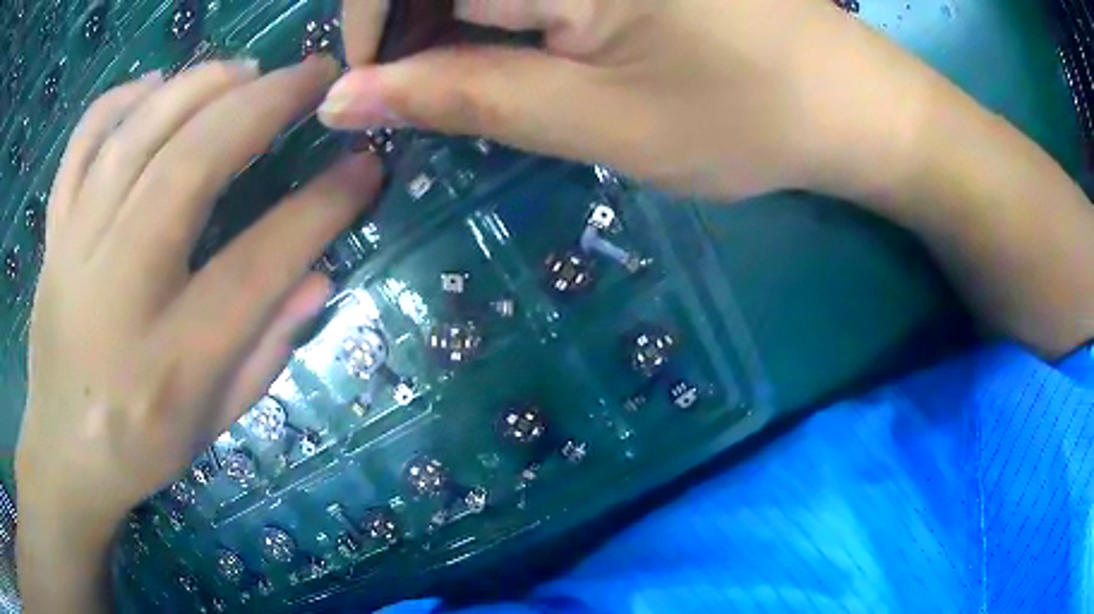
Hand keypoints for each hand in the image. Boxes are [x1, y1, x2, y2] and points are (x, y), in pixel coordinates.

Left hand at [15, 58, 381, 548]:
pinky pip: (83, 144)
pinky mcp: (54, 233)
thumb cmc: (140, 447)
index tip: (365, 164)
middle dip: (264, 105)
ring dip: (200, 86)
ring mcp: (76, 251)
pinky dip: (120, 100)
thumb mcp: (214, 422)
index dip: (321, 206)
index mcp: (172, 360)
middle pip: (190, 166)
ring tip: (246, 71)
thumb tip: (319, 275)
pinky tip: (155, 85)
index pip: (258, 263)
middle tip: (314, 76)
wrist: (63, 452)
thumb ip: (267, 351)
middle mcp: (119, 291)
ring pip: (137, 136)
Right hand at [324, 0, 928, 200]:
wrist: (847, 102)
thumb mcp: (594, 120)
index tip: (365, 84)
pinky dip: (495, 3)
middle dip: (408, 21)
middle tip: (418, 88)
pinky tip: (512, 36)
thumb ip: (461, 98)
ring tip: (461, 70)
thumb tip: (346, 99)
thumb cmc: (745, 118)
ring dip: (448, 12)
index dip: (367, 19)